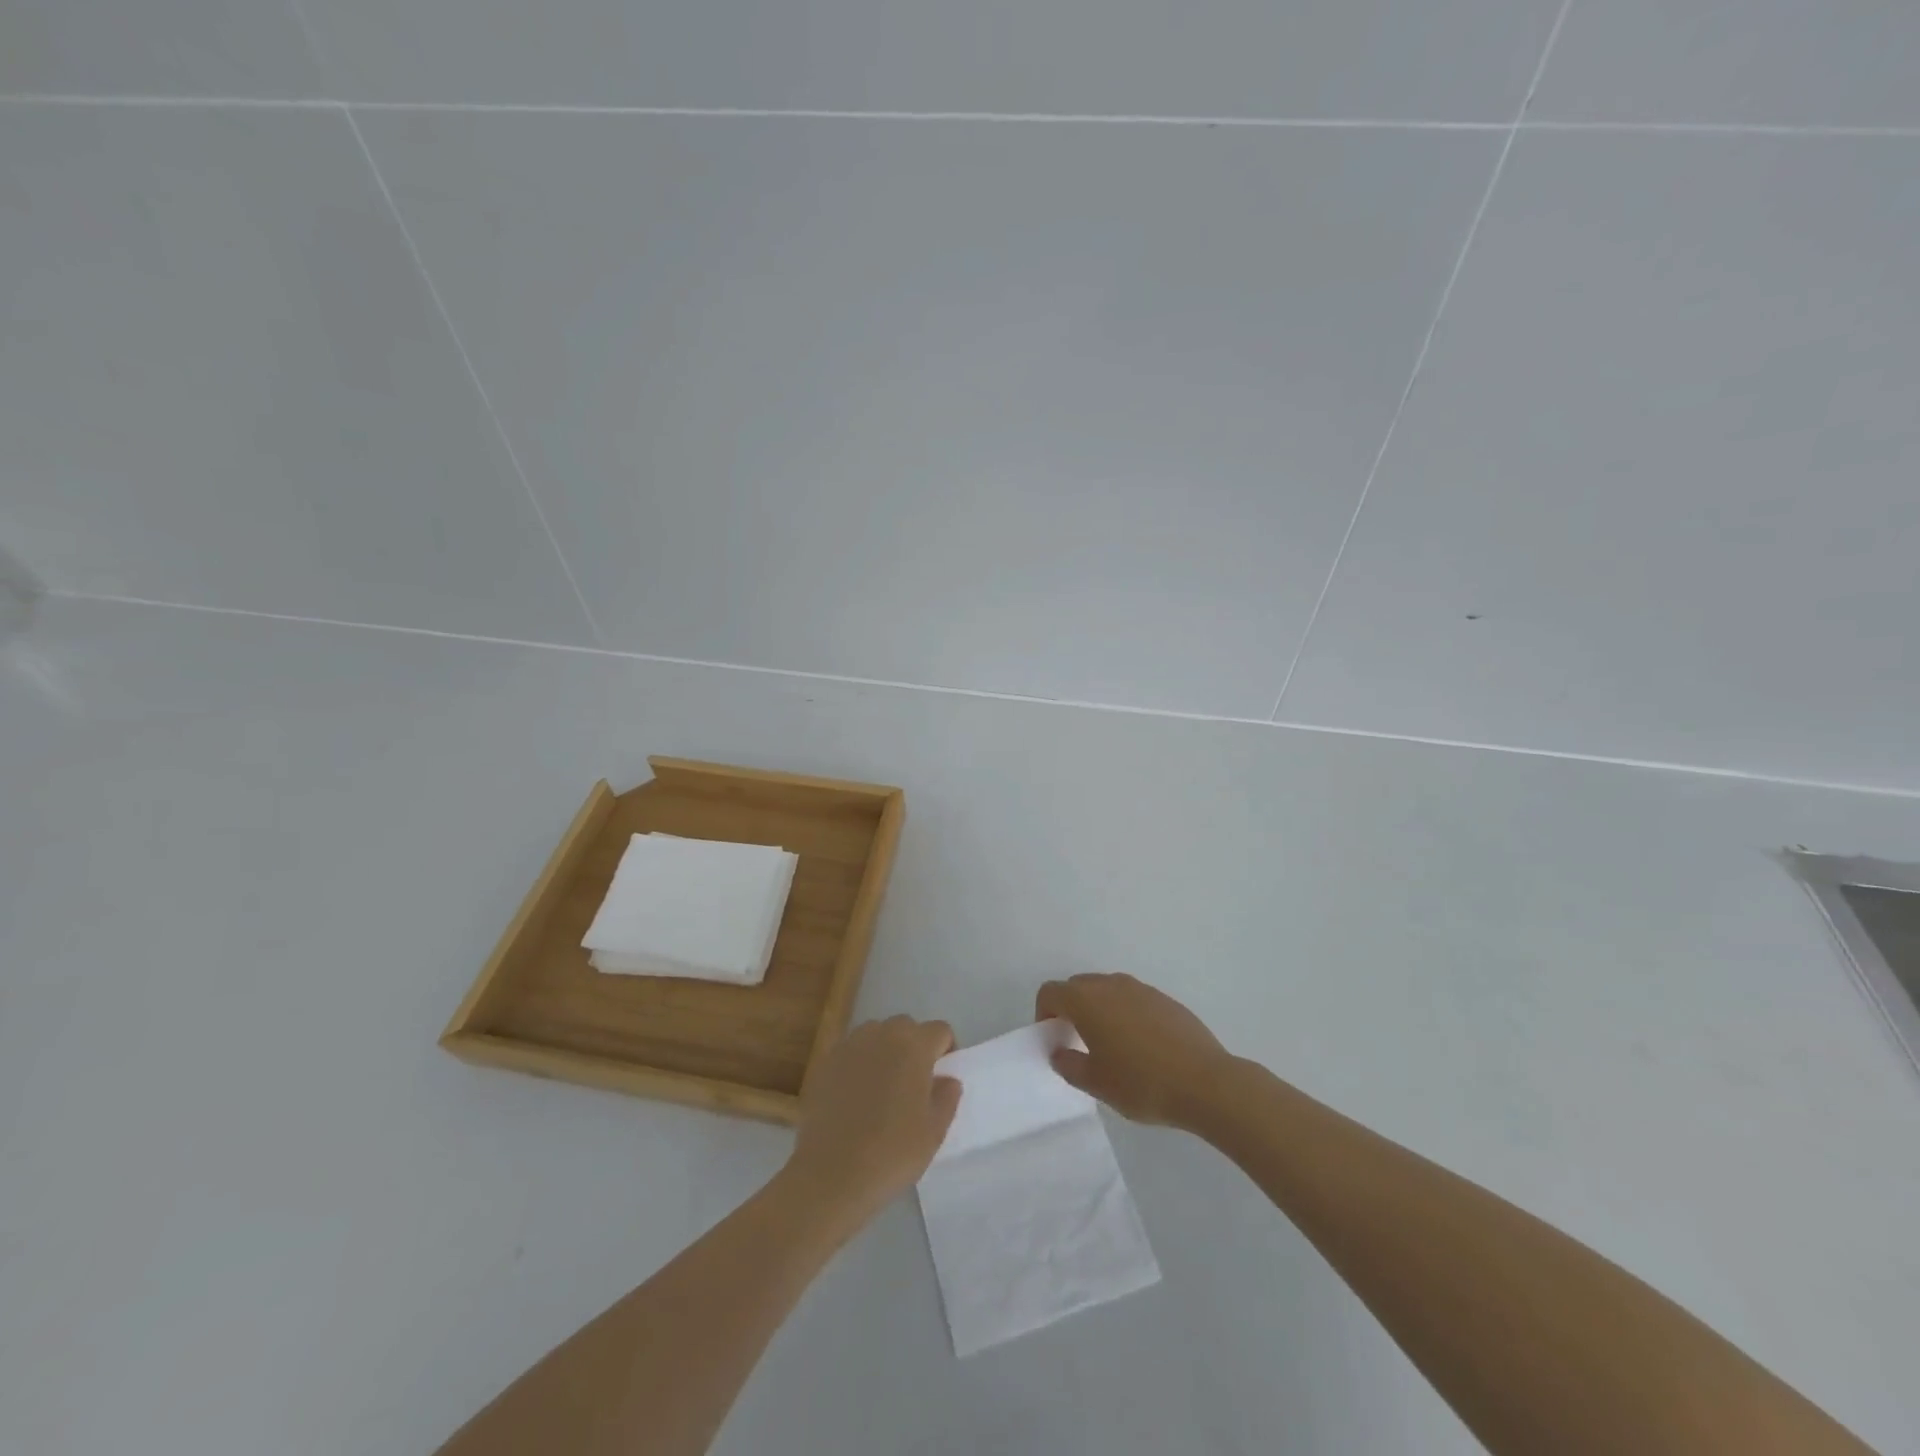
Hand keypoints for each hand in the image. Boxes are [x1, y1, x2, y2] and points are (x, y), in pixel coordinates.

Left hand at [785, 1016, 961, 1231]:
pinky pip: (852, 1052)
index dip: (946, 1050)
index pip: (940, 1030)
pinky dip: (859, 1064)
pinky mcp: (825, 1062)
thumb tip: (947, 1079)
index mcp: (914, 1046)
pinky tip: (855, 1097)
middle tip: (913, 1084)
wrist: (830, 1174)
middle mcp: (881, 1034)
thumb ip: (947, 1097)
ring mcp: (849, 1045)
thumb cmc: (891, 1152)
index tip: (940, 1079)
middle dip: (914, 1047)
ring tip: (882, 1088)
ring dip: (885, 1051)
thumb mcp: (934, 1132)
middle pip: (906, 1027)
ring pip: (876, 1035)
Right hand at [1036, 973, 1231, 1130]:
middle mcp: (1111, 985)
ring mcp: (1141, 989)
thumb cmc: (1142, 1084)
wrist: (1206, 1083)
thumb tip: (1059, 1052)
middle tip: (1077, 1041)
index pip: (1051, 992)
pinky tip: (1140, 1045)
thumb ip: (1069, 1065)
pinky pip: (1132, 998)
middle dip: (1070, 1008)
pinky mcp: (1165, 999)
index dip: (1044, 1013)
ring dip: (1098, 1008)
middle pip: (1078, 986)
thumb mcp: (1097, 1084)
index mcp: (1087, 1000)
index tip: (1053, 1039)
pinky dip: (1124, 1012)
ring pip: (1107, 989)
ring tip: (1109, 1044)